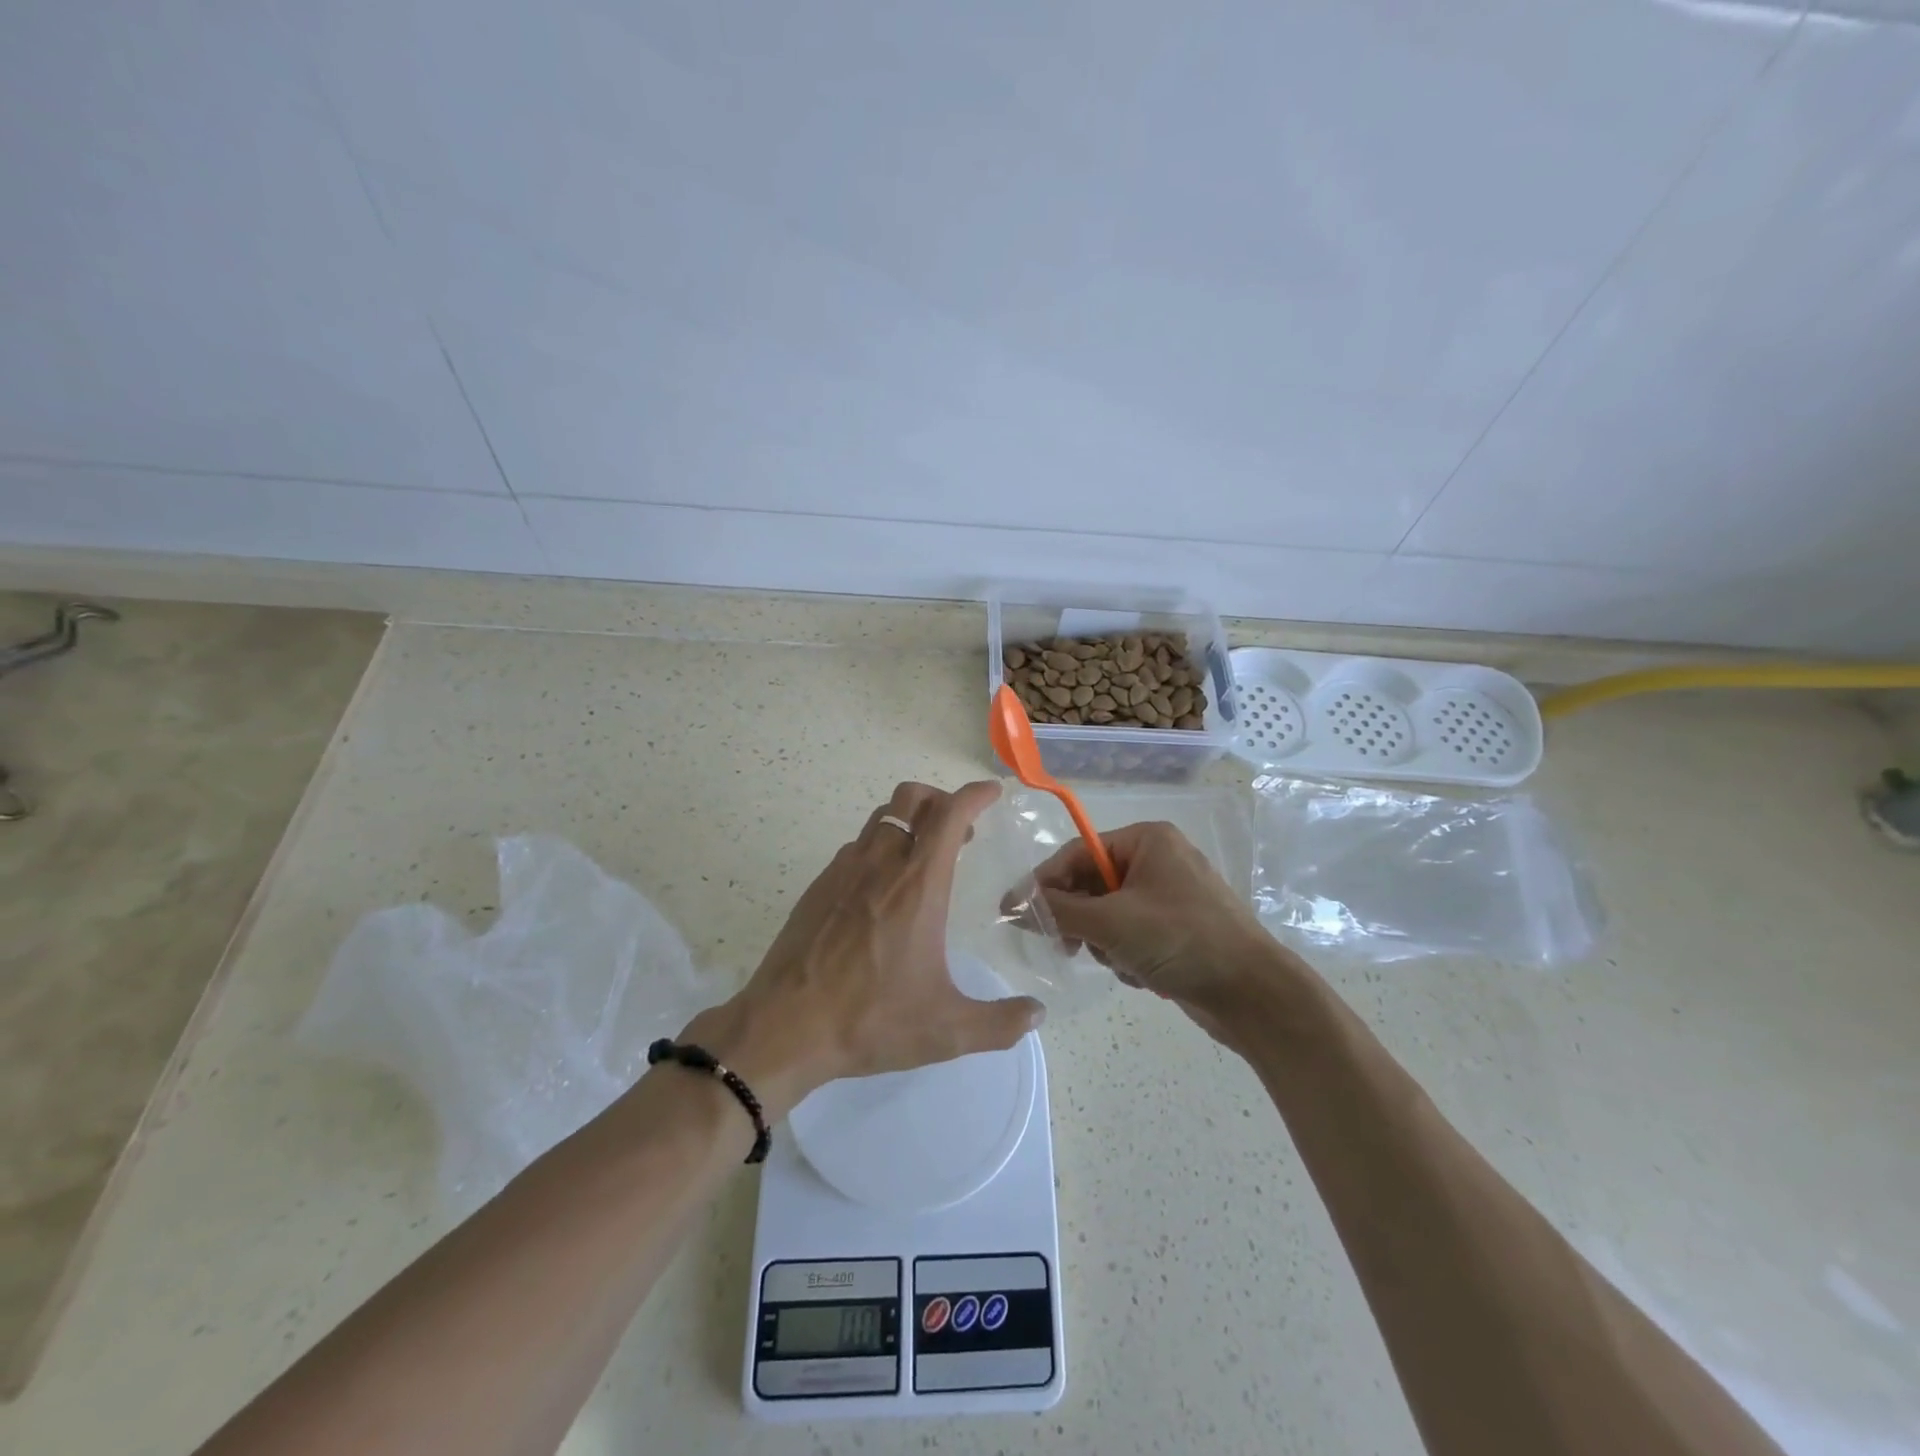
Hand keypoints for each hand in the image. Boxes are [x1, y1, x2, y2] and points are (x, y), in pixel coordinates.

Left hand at [684, 781, 1044, 1118]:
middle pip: (911, 798)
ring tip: (923, 856)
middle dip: (940, 799)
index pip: (949, 815)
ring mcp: (844, 871)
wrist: (784, 1027)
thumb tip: (1038, 1015)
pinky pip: (856, 846)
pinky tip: (882, 888)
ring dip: (909, 821)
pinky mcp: (818, 886)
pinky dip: (879, 847)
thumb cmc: (870, 1020)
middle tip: (959, 829)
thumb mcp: (946, 1030)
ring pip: (881, 818)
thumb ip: (1000, 1023)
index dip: (974, 795)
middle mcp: (881, 865)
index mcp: (918, 886)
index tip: (992, 793)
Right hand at [1018, 821, 1287, 1038]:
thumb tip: (1013, 905)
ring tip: (1122, 962)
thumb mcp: (1112, 923)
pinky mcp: (1176, 929)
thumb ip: (1058, 911)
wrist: (1255, 995)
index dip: (1043, 882)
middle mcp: (1157, 860)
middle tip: (1066, 946)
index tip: (1013, 912)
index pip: (1078, 853)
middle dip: (1081, 919)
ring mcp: (1169, 896)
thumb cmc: (1182, 940)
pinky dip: (1126, 955)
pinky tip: (1142, 974)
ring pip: (1107, 914)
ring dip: (1106, 942)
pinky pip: (1129, 934)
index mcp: (1147, 840)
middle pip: (1092, 884)